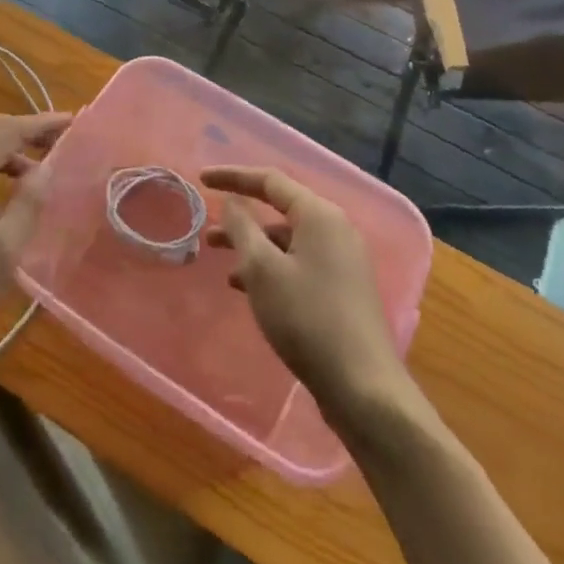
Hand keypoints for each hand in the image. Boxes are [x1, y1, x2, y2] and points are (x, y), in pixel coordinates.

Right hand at [203, 166, 411, 425]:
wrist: (361, 386)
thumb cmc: (307, 318)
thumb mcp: (263, 270)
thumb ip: (243, 228)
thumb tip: (233, 201)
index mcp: (319, 215)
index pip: (270, 181)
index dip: (234, 177)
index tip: (202, 179)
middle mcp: (335, 229)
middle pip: (280, 210)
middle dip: (242, 218)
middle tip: (208, 229)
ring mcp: (342, 260)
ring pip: (288, 241)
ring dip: (254, 247)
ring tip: (222, 263)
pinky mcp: (343, 288)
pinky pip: (299, 263)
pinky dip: (272, 268)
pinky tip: (248, 290)